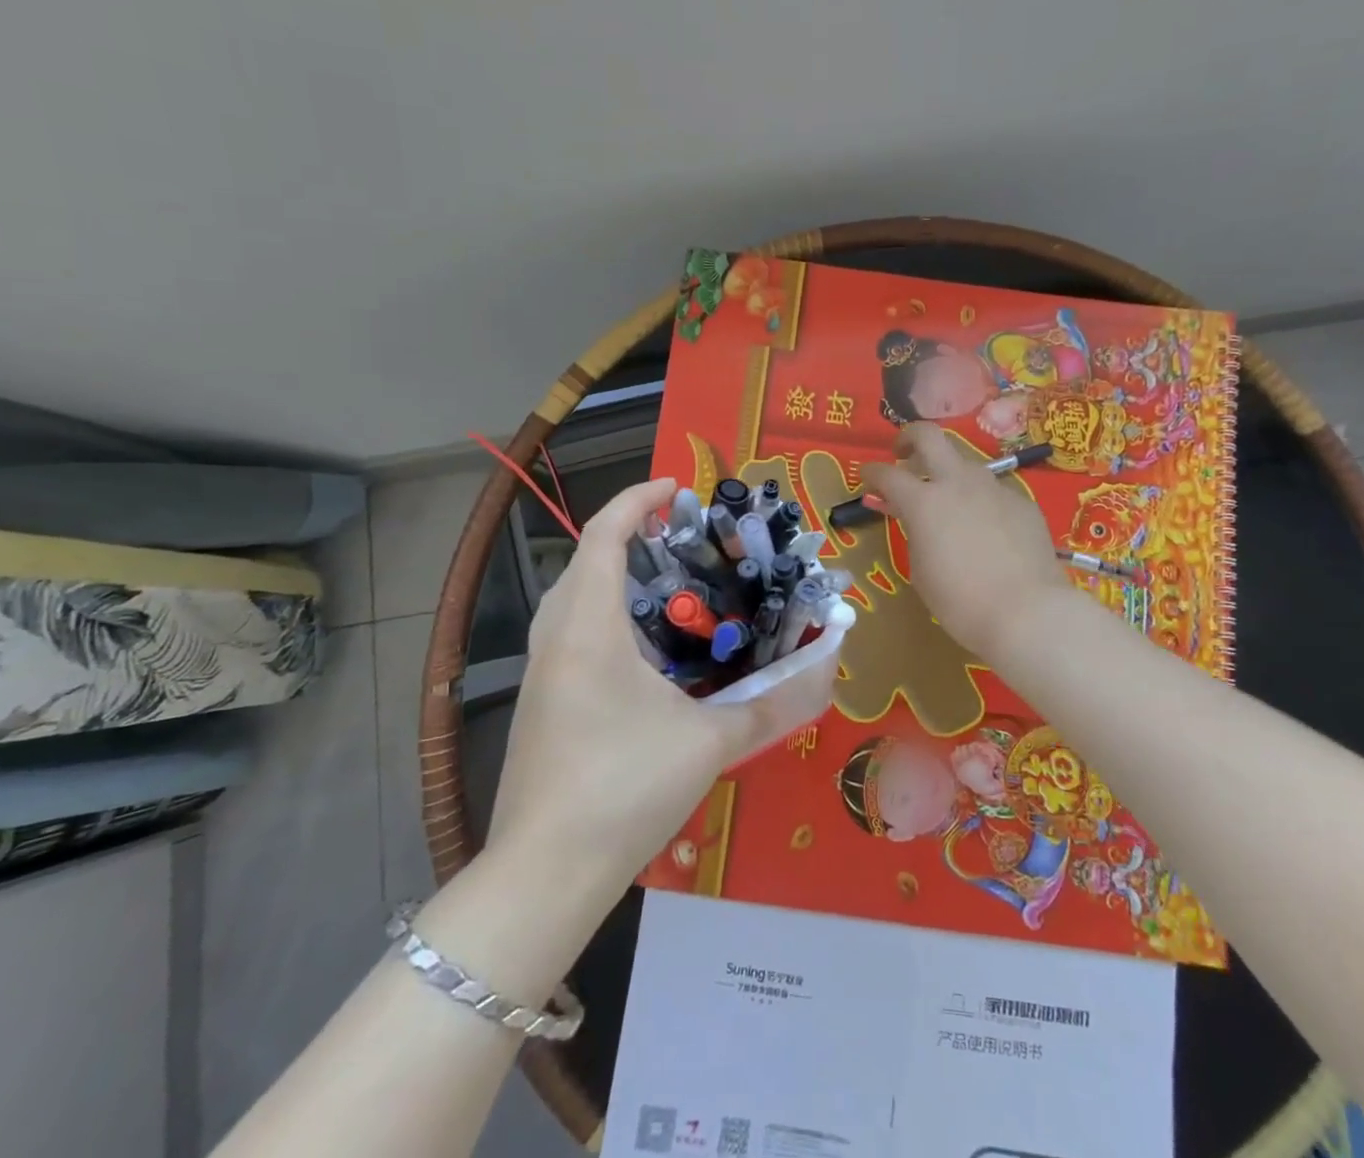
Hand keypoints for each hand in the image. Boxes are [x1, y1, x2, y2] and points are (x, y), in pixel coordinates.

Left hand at [488, 478, 835, 896]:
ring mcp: (540, 674)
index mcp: (587, 629)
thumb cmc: (623, 788)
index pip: (603, 537)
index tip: (675, 488)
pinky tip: (641, 650)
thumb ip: (769, 705)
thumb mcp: (707, 743)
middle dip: (627, 534)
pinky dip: (602, 615)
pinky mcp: (541, 704)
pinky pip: (569, 634)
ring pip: (570, 599)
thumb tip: (823, 674)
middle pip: (583, 561)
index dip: (635, 501)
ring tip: (664, 584)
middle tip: (680, 536)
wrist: (542, 876)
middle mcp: (555, 639)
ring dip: (610, 575)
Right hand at [860, 424, 1069, 668]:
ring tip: (948, 500)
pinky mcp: (1023, 502)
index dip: (872, 472)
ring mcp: (994, 488)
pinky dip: (980, 500)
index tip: (867, 477)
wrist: (1028, 613)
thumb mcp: (921, 570)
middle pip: (929, 436)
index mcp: (924, 501)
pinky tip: (986, 528)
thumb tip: (917, 519)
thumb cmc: (961, 602)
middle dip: (909, 437)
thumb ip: (915, 533)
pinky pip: (994, 491)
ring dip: (949, 472)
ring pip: (965, 462)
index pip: (887, 474)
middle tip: (903, 454)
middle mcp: (958, 483)